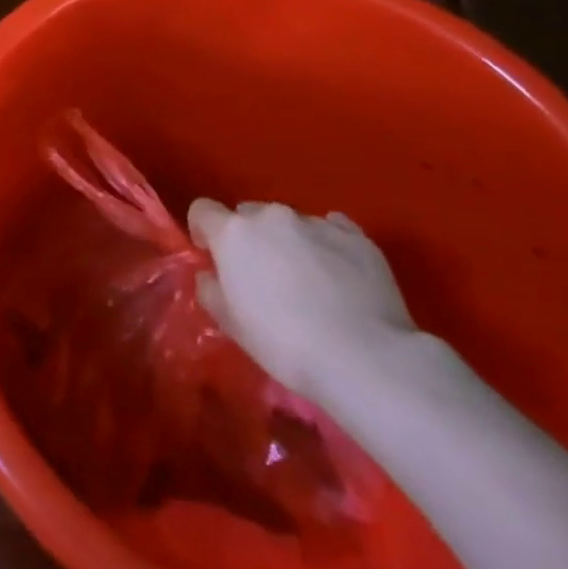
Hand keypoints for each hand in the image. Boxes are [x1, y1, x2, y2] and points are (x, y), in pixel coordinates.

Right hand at [188, 199, 416, 401]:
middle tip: (262, 275)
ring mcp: (317, 223)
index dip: (203, 231)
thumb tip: (210, 276)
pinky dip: (326, 245)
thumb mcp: (231, 324)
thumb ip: (211, 291)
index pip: (203, 210)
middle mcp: (272, 216)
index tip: (211, 256)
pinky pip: (332, 229)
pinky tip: (337, 274)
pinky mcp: (357, 237)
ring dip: (289, 242)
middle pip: (248, 213)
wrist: (364, 358)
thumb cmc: (284, 343)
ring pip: (291, 222)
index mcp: (233, 232)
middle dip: (249, 237)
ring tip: (307, 280)